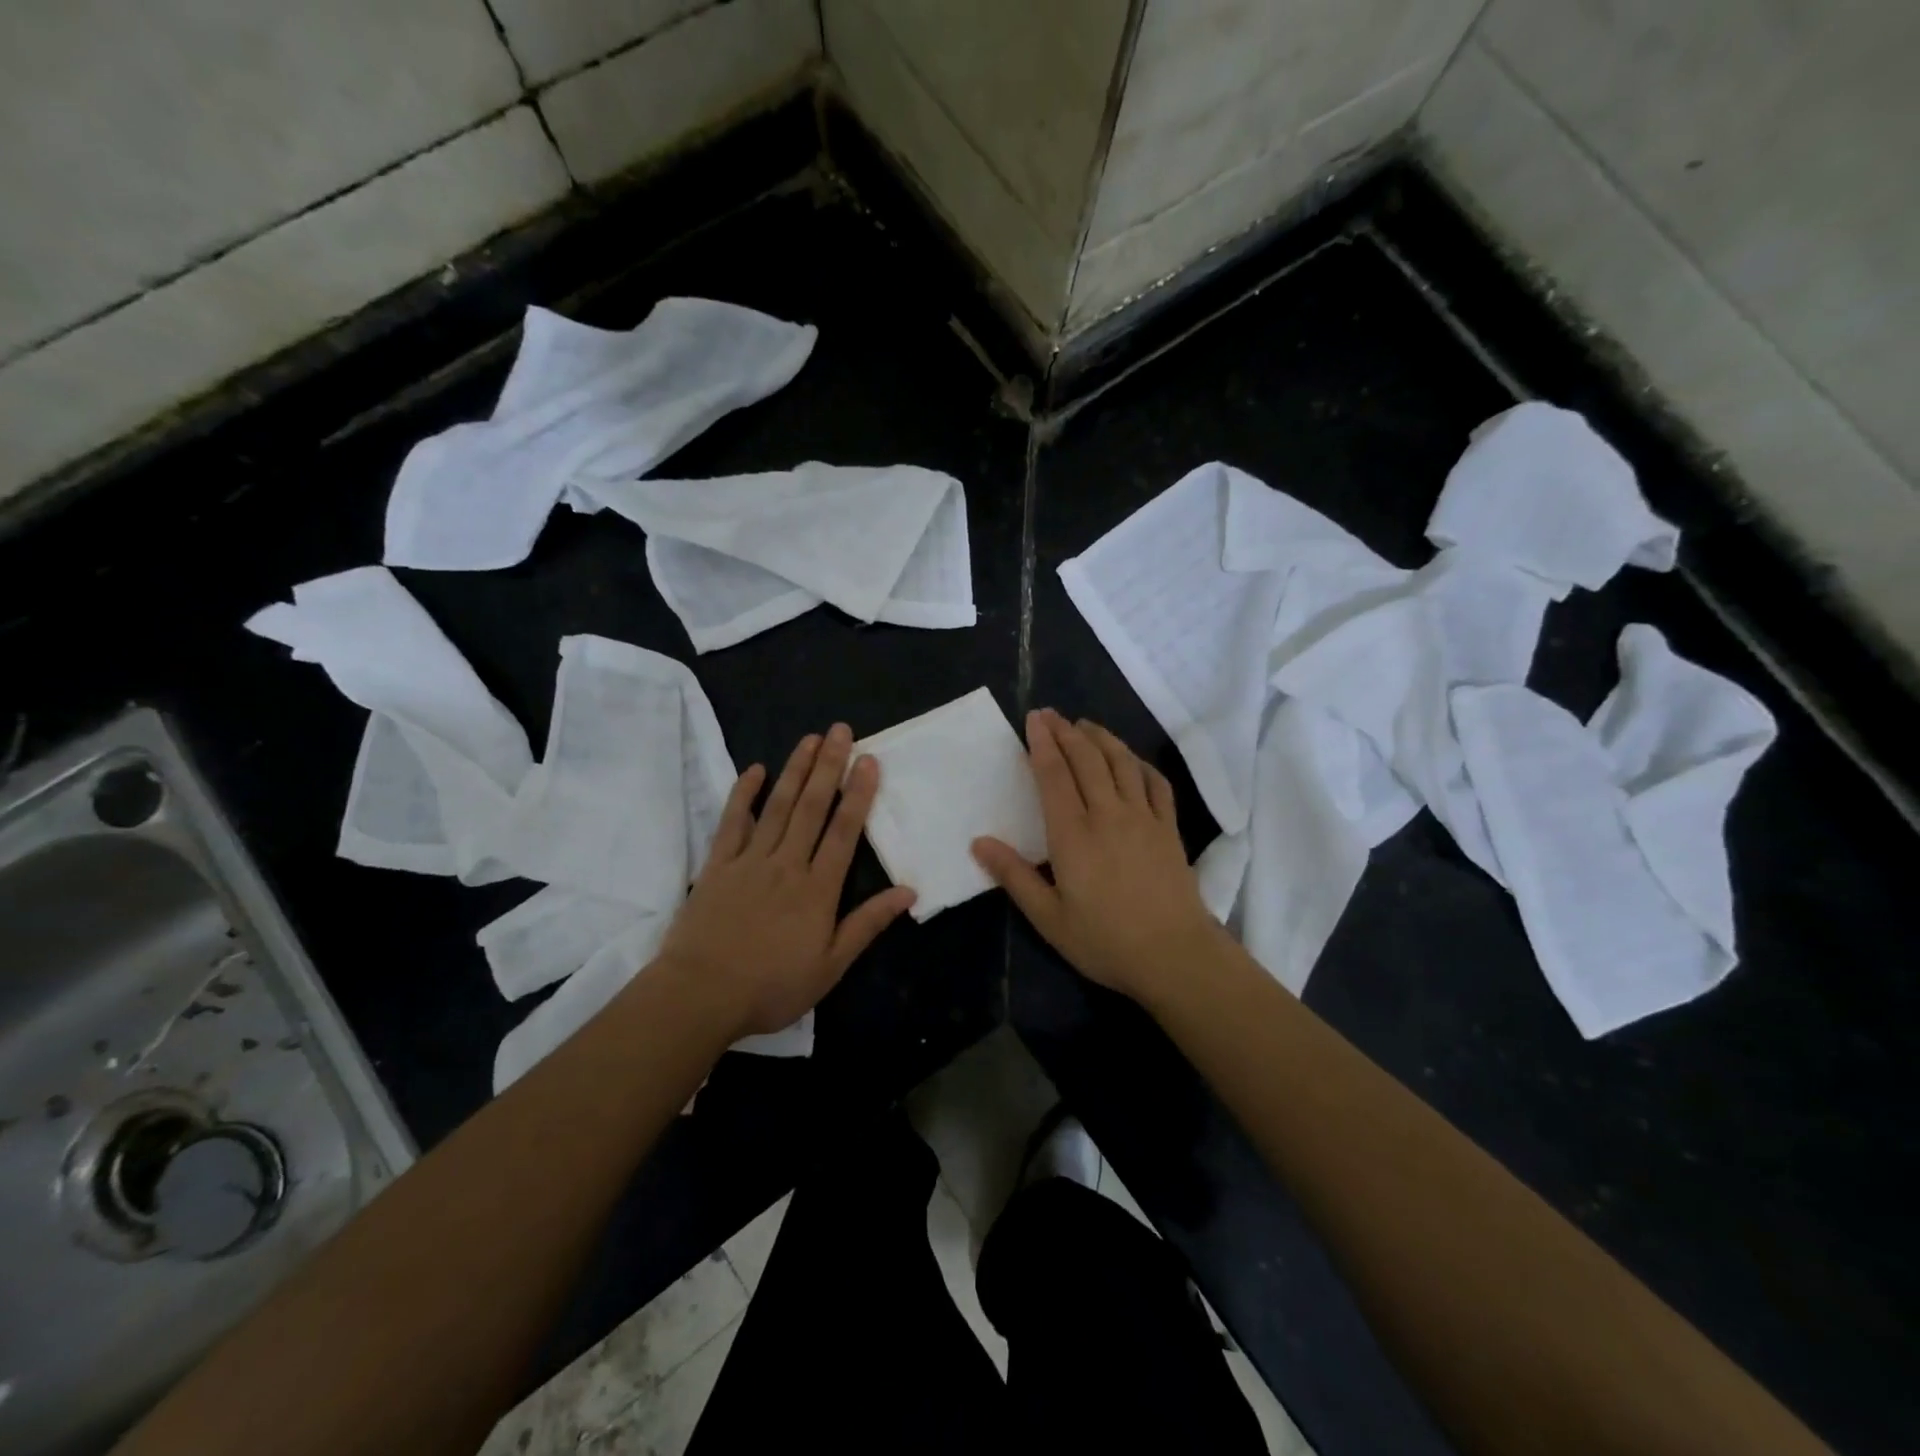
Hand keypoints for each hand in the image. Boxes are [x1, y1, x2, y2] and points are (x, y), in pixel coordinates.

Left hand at [658, 723, 915, 1037]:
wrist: (700, 995)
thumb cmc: (771, 987)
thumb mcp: (830, 966)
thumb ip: (867, 925)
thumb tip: (907, 891)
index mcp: (817, 888)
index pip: (844, 831)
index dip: (858, 793)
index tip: (868, 760)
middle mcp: (787, 863)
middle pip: (812, 806)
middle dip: (829, 766)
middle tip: (841, 730)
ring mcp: (750, 860)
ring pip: (778, 806)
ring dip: (795, 770)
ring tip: (810, 739)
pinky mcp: (718, 865)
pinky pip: (733, 822)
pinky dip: (744, 794)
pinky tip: (756, 770)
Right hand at [972, 709, 1223, 1001]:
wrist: (1175, 956)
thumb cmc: (1105, 941)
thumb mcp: (1049, 918)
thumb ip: (1014, 876)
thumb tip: (979, 842)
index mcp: (1073, 835)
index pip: (1054, 776)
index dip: (1042, 743)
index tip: (1034, 719)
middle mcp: (1108, 815)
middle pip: (1087, 760)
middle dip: (1067, 732)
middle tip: (1052, 714)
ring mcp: (1144, 818)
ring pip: (1122, 763)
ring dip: (1102, 738)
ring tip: (1086, 725)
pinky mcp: (1169, 829)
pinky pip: (1156, 783)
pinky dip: (1141, 764)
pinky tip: (1131, 760)